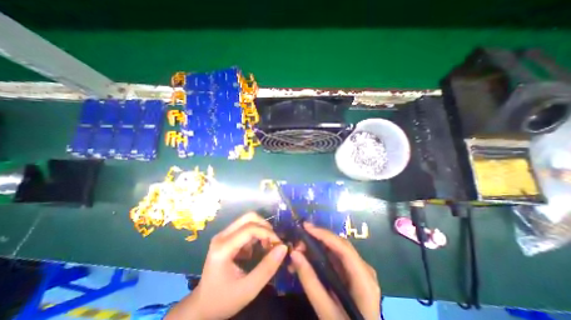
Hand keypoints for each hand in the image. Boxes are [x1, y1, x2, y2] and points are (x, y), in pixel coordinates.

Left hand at [168, 212, 287, 319]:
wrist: (202, 307)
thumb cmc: (223, 300)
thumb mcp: (248, 289)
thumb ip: (267, 268)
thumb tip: (283, 247)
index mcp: (223, 247)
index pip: (250, 229)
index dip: (267, 233)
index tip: (279, 244)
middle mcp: (222, 236)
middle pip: (249, 217)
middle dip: (265, 226)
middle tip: (273, 241)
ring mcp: (223, 235)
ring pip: (248, 220)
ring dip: (261, 229)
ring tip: (266, 245)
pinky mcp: (226, 237)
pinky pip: (245, 227)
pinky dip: (256, 234)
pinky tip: (257, 248)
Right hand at [291, 222, 380, 319]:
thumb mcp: (327, 312)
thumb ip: (310, 281)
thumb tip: (294, 253)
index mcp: (364, 279)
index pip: (343, 247)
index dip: (324, 234)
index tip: (305, 227)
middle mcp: (364, 268)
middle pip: (339, 245)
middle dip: (317, 240)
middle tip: (298, 243)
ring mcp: (359, 270)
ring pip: (335, 249)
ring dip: (317, 247)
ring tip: (299, 251)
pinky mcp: (352, 274)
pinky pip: (335, 258)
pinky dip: (320, 256)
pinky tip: (308, 259)